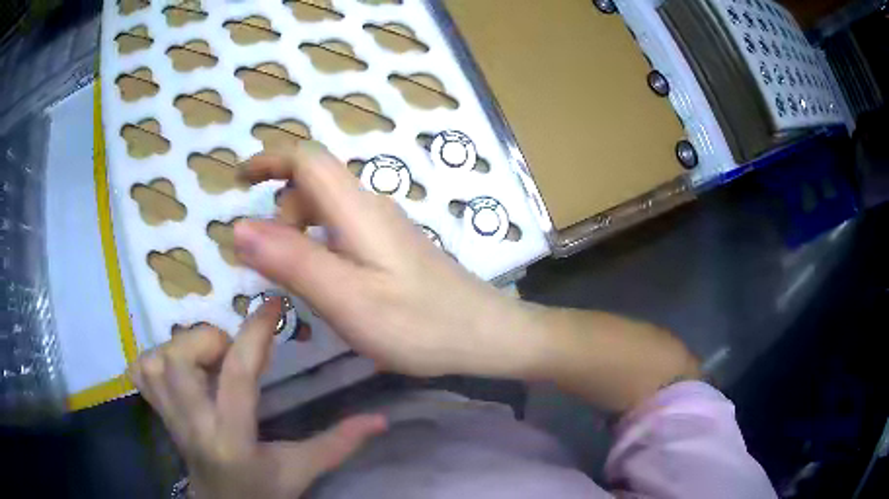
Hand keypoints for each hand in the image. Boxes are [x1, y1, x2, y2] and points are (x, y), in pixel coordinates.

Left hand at [128, 298, 386, 498]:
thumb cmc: (264, 491)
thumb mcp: (302, 470)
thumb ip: (338, 443)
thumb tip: (381, 418)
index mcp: (232, 439)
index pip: (237, 376)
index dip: (255, 333)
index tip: (274, 304)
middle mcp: (193, 425)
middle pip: (178, 360)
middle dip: (205, 341)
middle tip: (229, 350)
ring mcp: (169, 419)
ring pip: (155, 362)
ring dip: (180, 346)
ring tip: (206, 359)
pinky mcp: (158, 414)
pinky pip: (141, 373)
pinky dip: (155, 358)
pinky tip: (177, 367)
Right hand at [233, 143, 541, 377]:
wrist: (485, 336)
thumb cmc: (419, 324)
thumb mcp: (346, 298)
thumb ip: (292, 261)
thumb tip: (239, 227)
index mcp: (358, 210)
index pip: (308, 160)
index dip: (270, 160)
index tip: (238, 180)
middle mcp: (371, 208)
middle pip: (314, 184)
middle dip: (279, 210)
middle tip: (267, 262)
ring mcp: (385, 228)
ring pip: (327, 210)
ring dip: (297, 232)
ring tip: (293, 280)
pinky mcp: (392, 248)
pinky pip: (342, 232)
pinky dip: (317, 246)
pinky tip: (325, 284)